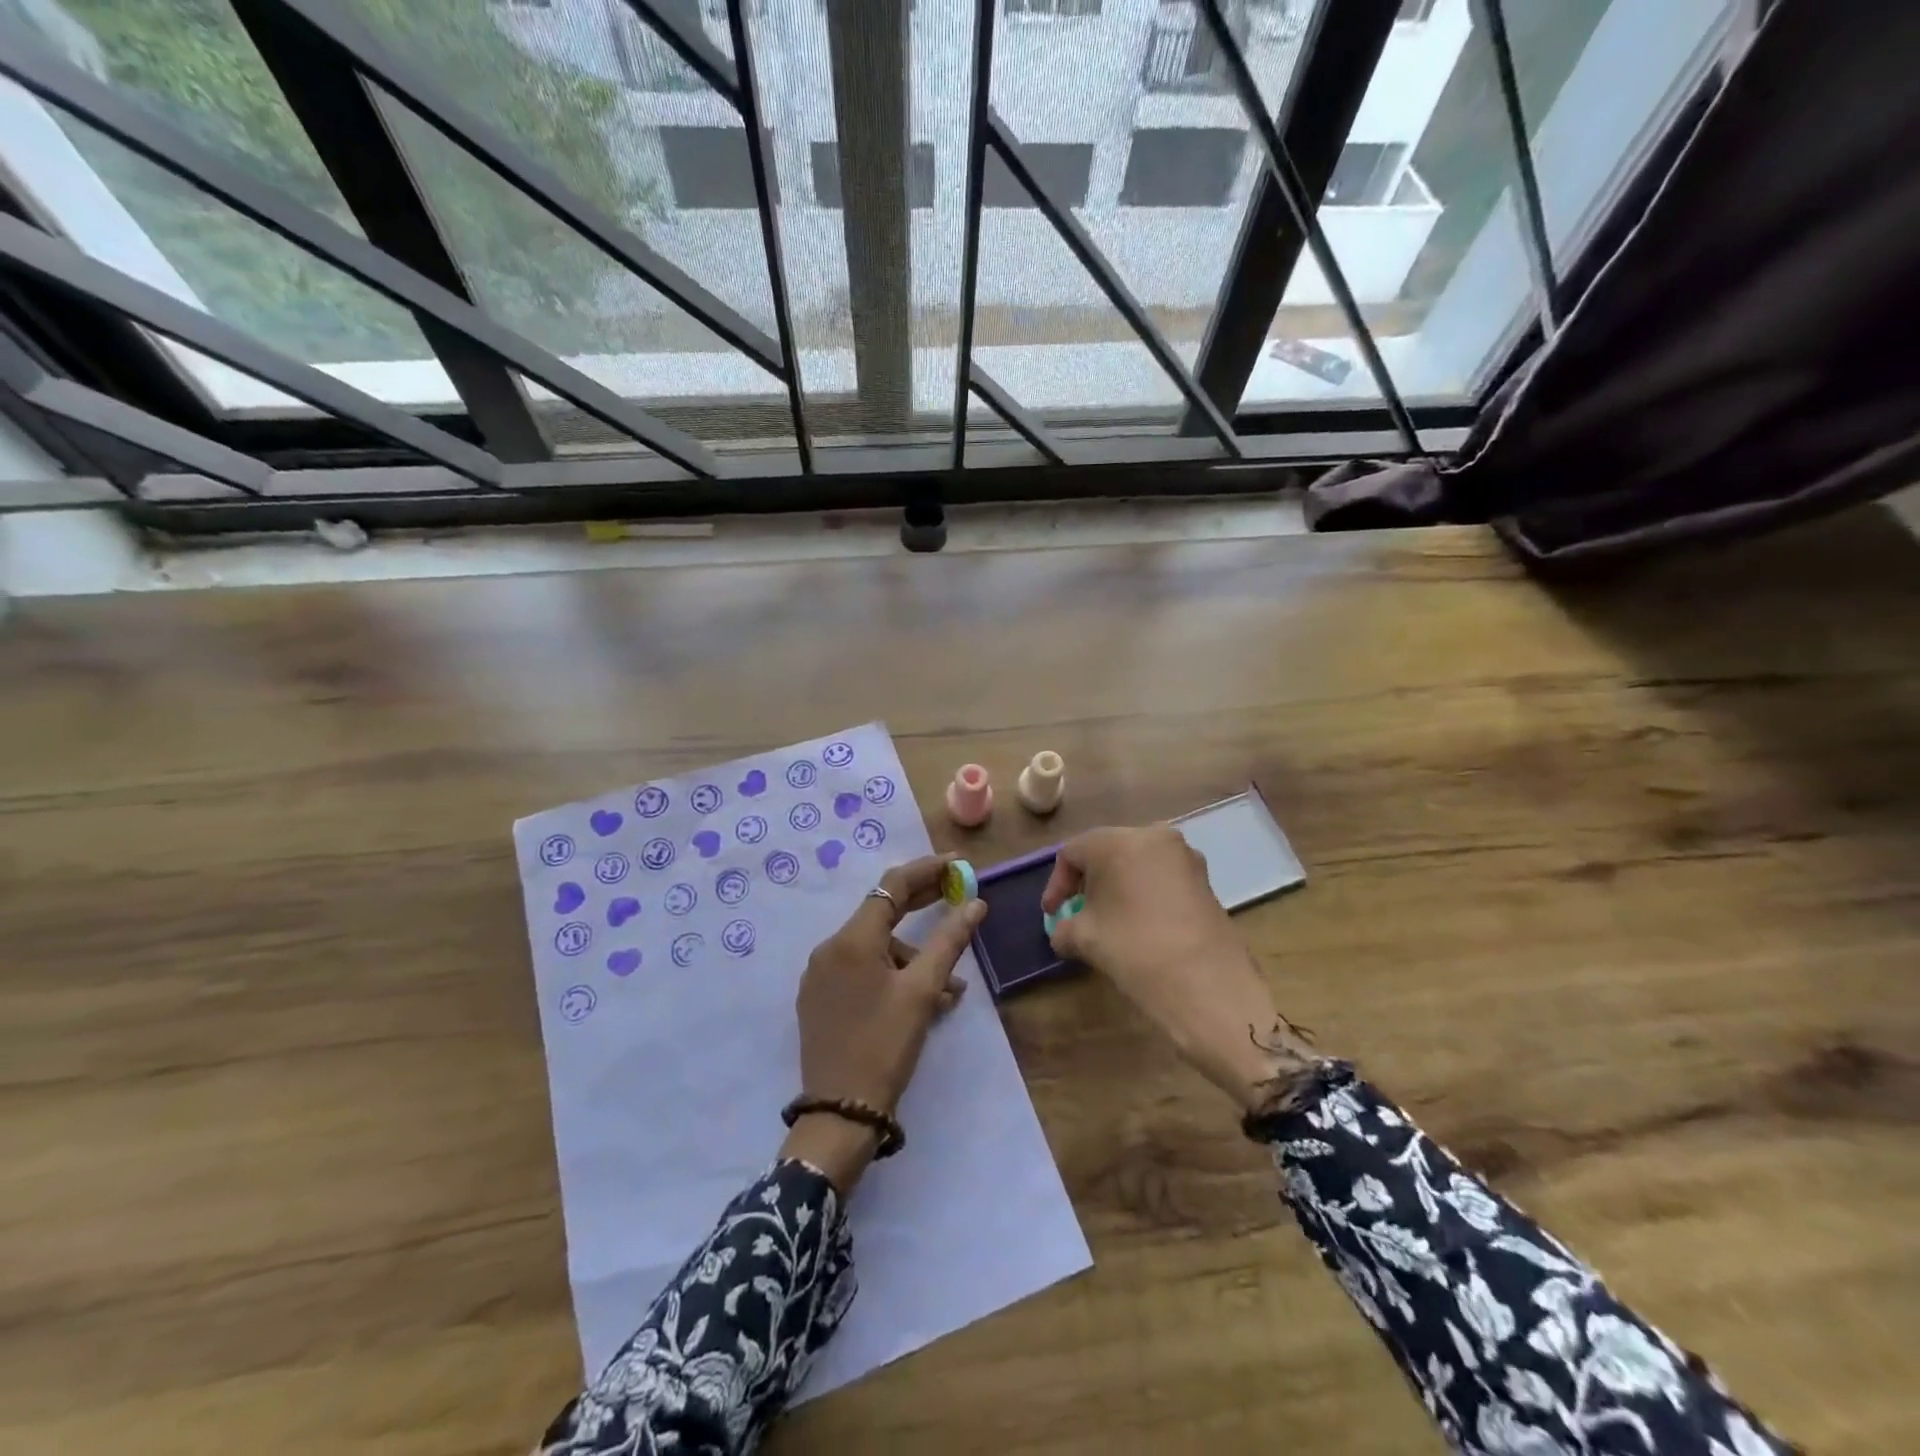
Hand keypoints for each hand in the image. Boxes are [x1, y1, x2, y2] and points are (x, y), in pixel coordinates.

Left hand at [782, 854, 987, 1191]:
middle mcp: (829, 948)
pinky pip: (862, 970)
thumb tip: (976, 903)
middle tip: (958, 894)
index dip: (927, 870)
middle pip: (881, 911)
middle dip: (922, 902)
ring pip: (876, 948)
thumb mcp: (923, 991)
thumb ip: (949, 941)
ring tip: (950, 988)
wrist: (839, 1114)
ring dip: (914, 956)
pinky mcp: (820, 998)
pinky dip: (893, 973)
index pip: (892, 886)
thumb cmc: (885, 1046)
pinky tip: (921, 997)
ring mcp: (821, 975)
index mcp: (851, 940)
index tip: (958, 863)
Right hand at [1042, 826, 1310, 1109]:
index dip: (1057, 884)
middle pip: (1107, 851)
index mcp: (1118, 842)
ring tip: (1108, 921)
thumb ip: (1064, 927)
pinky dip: (1144, 894)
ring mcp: (1185, 857)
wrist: (1208, 988)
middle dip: (1089, 882)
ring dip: (1118, 887)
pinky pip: (1162, 877)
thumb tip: (1062, 930)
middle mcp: (1153, 836)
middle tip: (1077, 912)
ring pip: (1137, 863)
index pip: (1073, 853)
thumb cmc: (1135, 951)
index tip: (1051, 914)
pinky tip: (1139, 925)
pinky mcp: (1205, 880)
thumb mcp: (1085, 939)